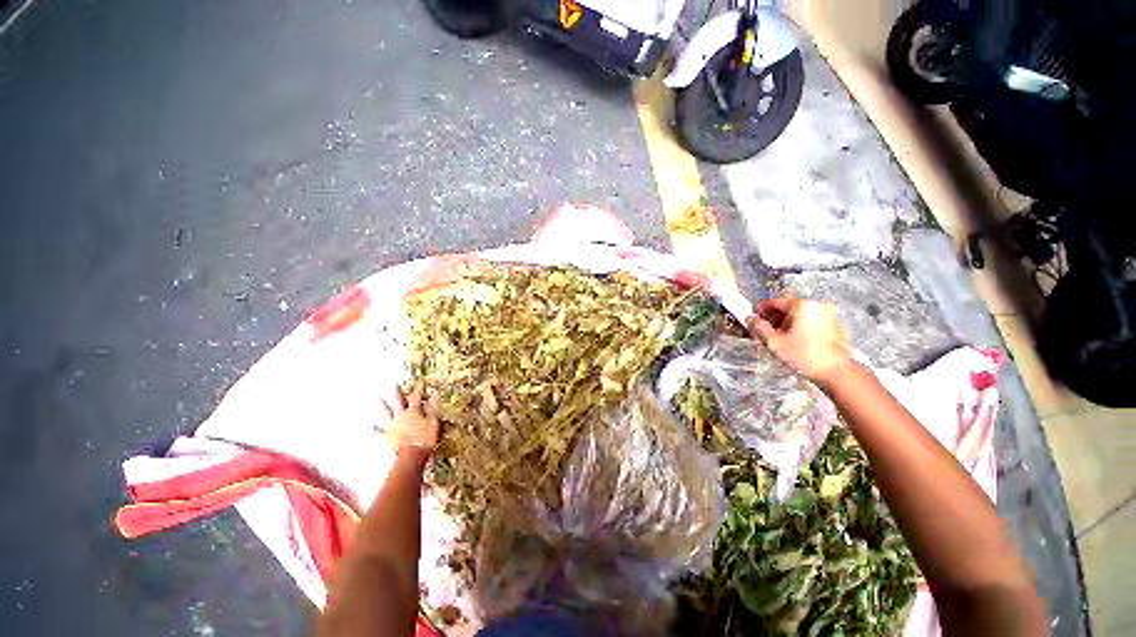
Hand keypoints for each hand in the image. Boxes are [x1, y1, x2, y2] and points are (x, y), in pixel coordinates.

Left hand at [381, 385, 440, 454]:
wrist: (411, 456)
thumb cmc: (425, 439)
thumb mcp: (433, 422)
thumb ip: (433, 408)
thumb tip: (435, 395)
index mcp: (414, 412)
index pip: (416, 397)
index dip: (418, 390)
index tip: (420, 383)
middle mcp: (401, 416)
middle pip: (398, 402)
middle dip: (396, 393)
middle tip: (393, 385)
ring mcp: (393, 426)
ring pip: (387, 413)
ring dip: (383, 406)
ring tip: (379, 400)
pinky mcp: (388, 436)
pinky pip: (380, 432)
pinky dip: (376, 429)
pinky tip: (371, 427)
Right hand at [746, 298, 852, 384]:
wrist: (836, 372)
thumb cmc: (804, 356)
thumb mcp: (774, 342)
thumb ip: (758, 327)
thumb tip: (750, 319)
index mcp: (801, 305)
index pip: (774, 302)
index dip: (760, 311)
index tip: (754, 320)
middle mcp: (817, 305)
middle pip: (788, 307)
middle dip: (775, 318)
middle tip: (766, 332)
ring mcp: (829, 315)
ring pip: (800, 315)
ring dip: (788, 323)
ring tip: (781, 339)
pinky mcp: (836, 325)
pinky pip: (812, 321)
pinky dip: (802, 328)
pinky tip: (797, 342)